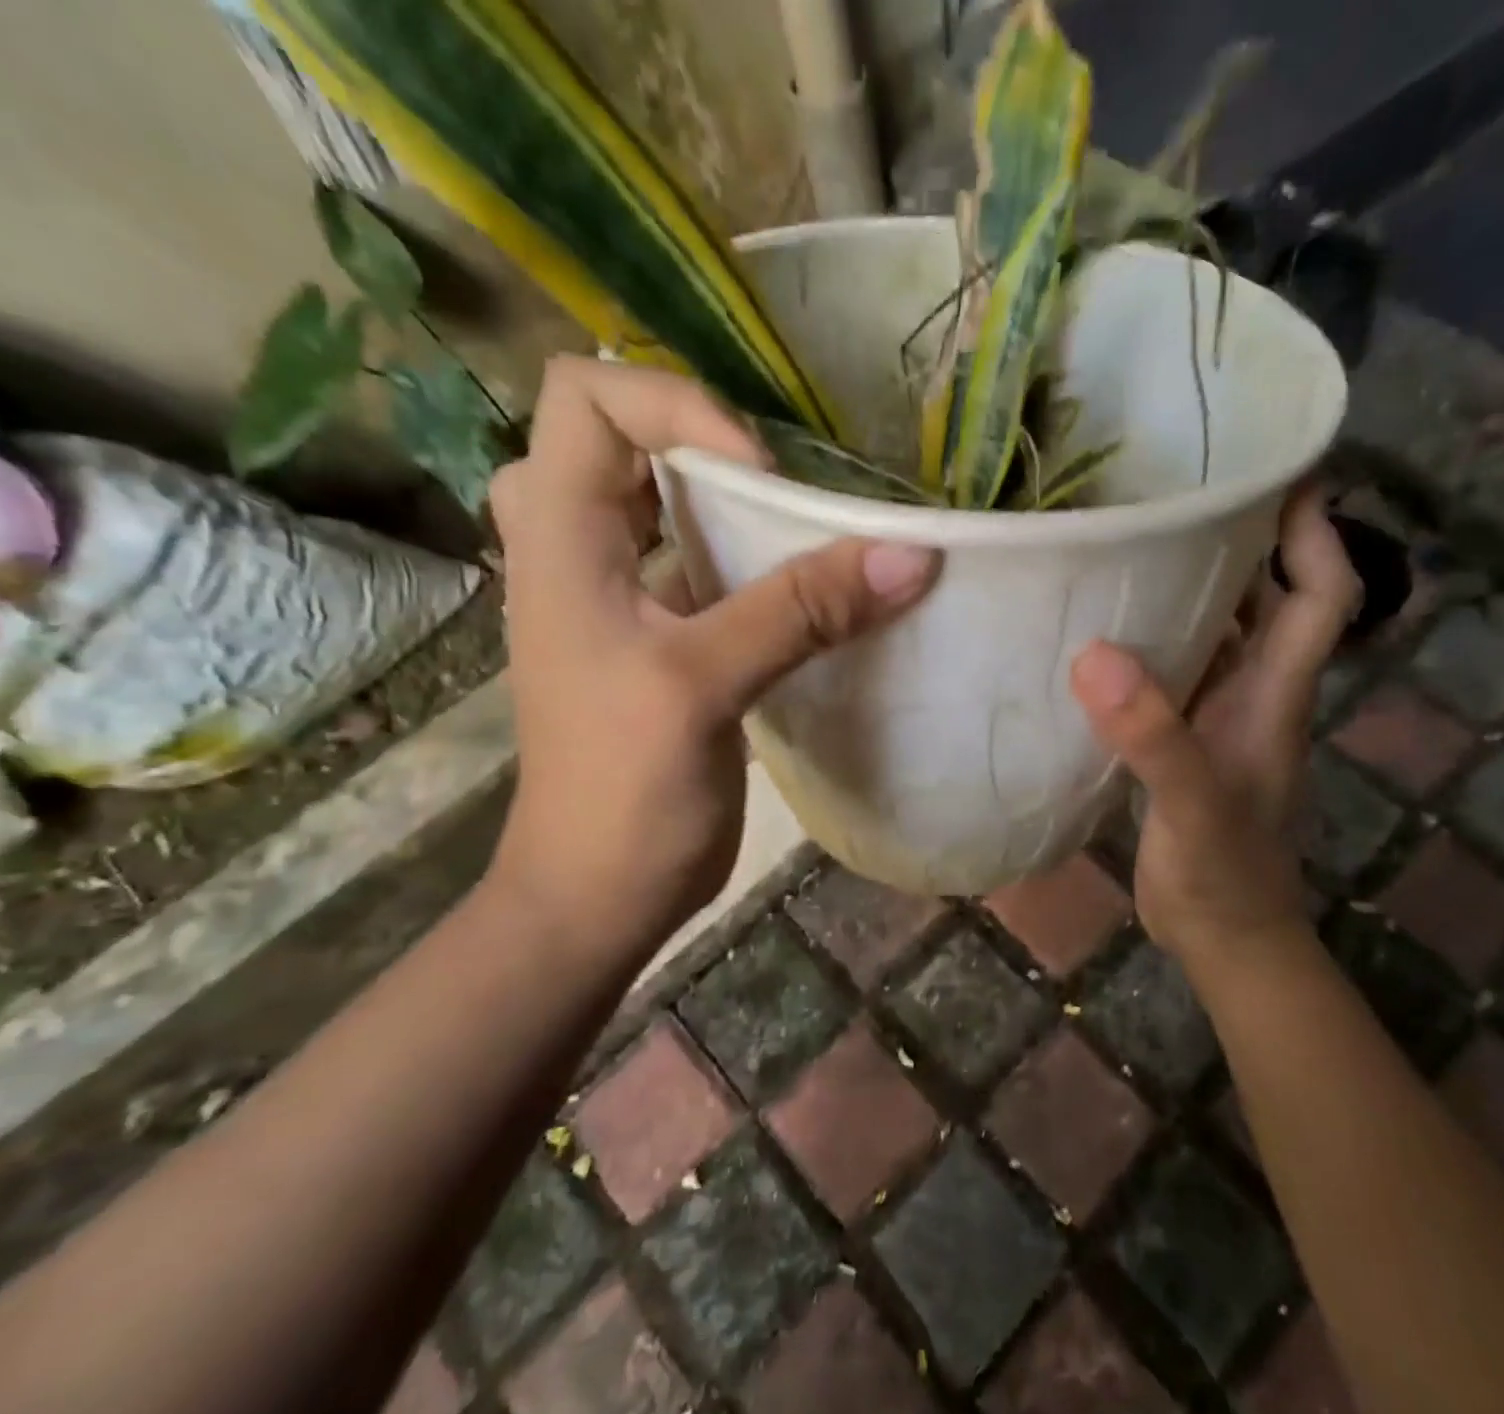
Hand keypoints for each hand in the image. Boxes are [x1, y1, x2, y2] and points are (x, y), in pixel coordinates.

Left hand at [483, 358, 937, 962]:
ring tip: (799, 528)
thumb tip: (912, 555)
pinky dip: (745, 560)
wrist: (599, 893)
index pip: (587, 397)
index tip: (759, 476)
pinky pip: (695, 567)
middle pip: (621, 440)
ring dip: (727, 503)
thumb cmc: (624, 791)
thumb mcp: (705, 685)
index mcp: (559, 538)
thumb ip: (802, 611)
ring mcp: (615, 599)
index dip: (678, 409)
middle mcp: (575, 551)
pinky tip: (801, 590)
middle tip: (780, 489)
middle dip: (704, 444)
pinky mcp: (656, 642)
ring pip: (660, 505)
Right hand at [1069, 485, 1358, 963]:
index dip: (1314, 533)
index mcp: (1275, 694)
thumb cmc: (1225, 877)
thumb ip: (1155, 738)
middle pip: (1270, 599)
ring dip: (1195, 587)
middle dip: (1245, 540)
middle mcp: (1257, 694)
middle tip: (1184, 490)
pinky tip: (1106, 629)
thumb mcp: (1193, 807)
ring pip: (1222, 633)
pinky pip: (1179, 671)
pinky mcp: (1187, 741)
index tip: (1282, 470)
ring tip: (1137, 540)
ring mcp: (1222, 718)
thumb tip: (1095, 656)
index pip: (1321, 595)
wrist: (1228, 940)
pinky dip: (1154, 641)